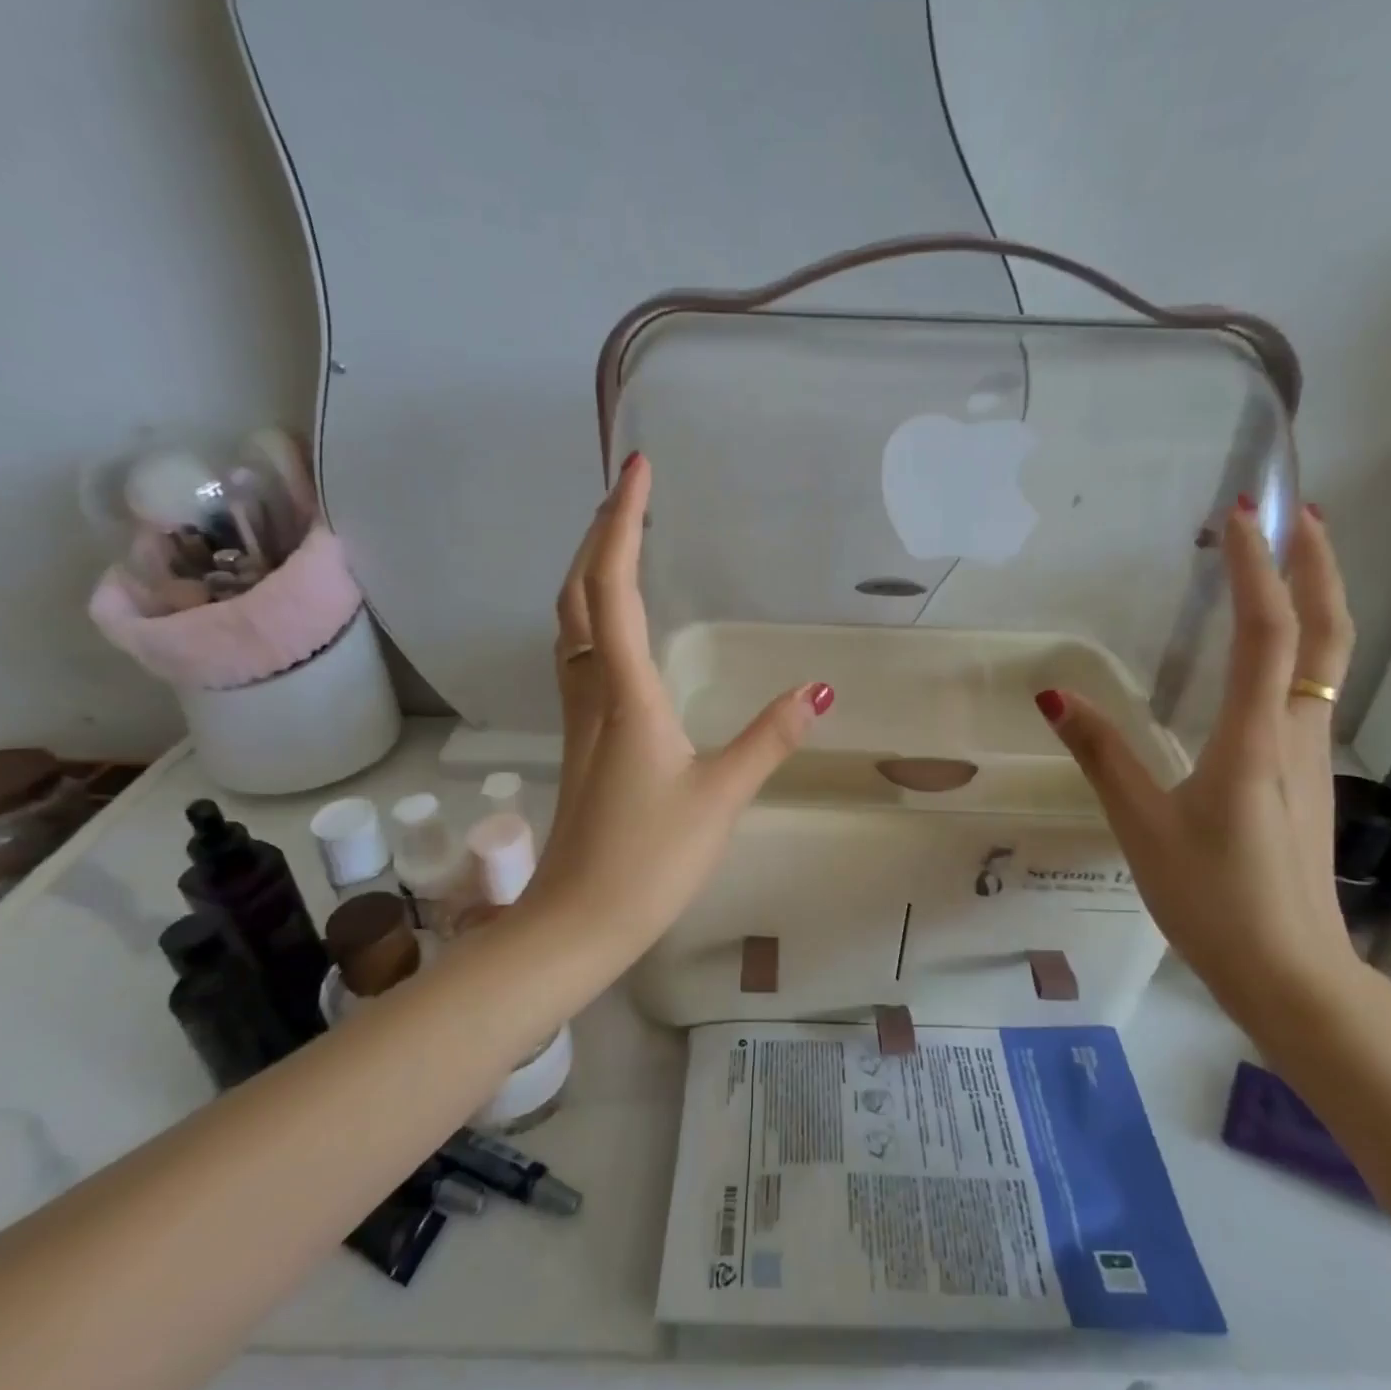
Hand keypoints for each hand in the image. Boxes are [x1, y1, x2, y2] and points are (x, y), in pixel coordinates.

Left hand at [524, 452, 833, 950]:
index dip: (623, 522)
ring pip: (569, 623)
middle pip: (579, 593)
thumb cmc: (650, 858)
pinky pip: (577, 654)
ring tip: (619, 538)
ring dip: (588, 570)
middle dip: (600, 532)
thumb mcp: (721, 795)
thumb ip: (770, 738)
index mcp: (624, 692)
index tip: (638, 469)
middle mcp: (591, 690)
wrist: (578, 920)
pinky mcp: (582, 738)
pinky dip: (590, 615)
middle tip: (631, 489)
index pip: (614, 587)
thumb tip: (821, 689)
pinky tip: (611, 623)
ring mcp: (579, 714)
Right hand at [1034, 501, 1358, 1014]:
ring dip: (1313, 601)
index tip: (1240, 515)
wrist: (1294, 976)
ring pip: (1326, 661)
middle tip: (1294, 513)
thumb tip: (1053, 696)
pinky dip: (1298, 648)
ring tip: (1280, 565)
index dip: (1256, 568)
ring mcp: (1313, 756)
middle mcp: (1299, 733)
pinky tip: (1266, 655)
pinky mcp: (1307, 778)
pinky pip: (1309, 692)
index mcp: (1258, 738)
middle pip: (1326, 633)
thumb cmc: (1214, 899)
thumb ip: (1101, 755)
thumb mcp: (1142, 826)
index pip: (1268, 632)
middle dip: (1318, 565)